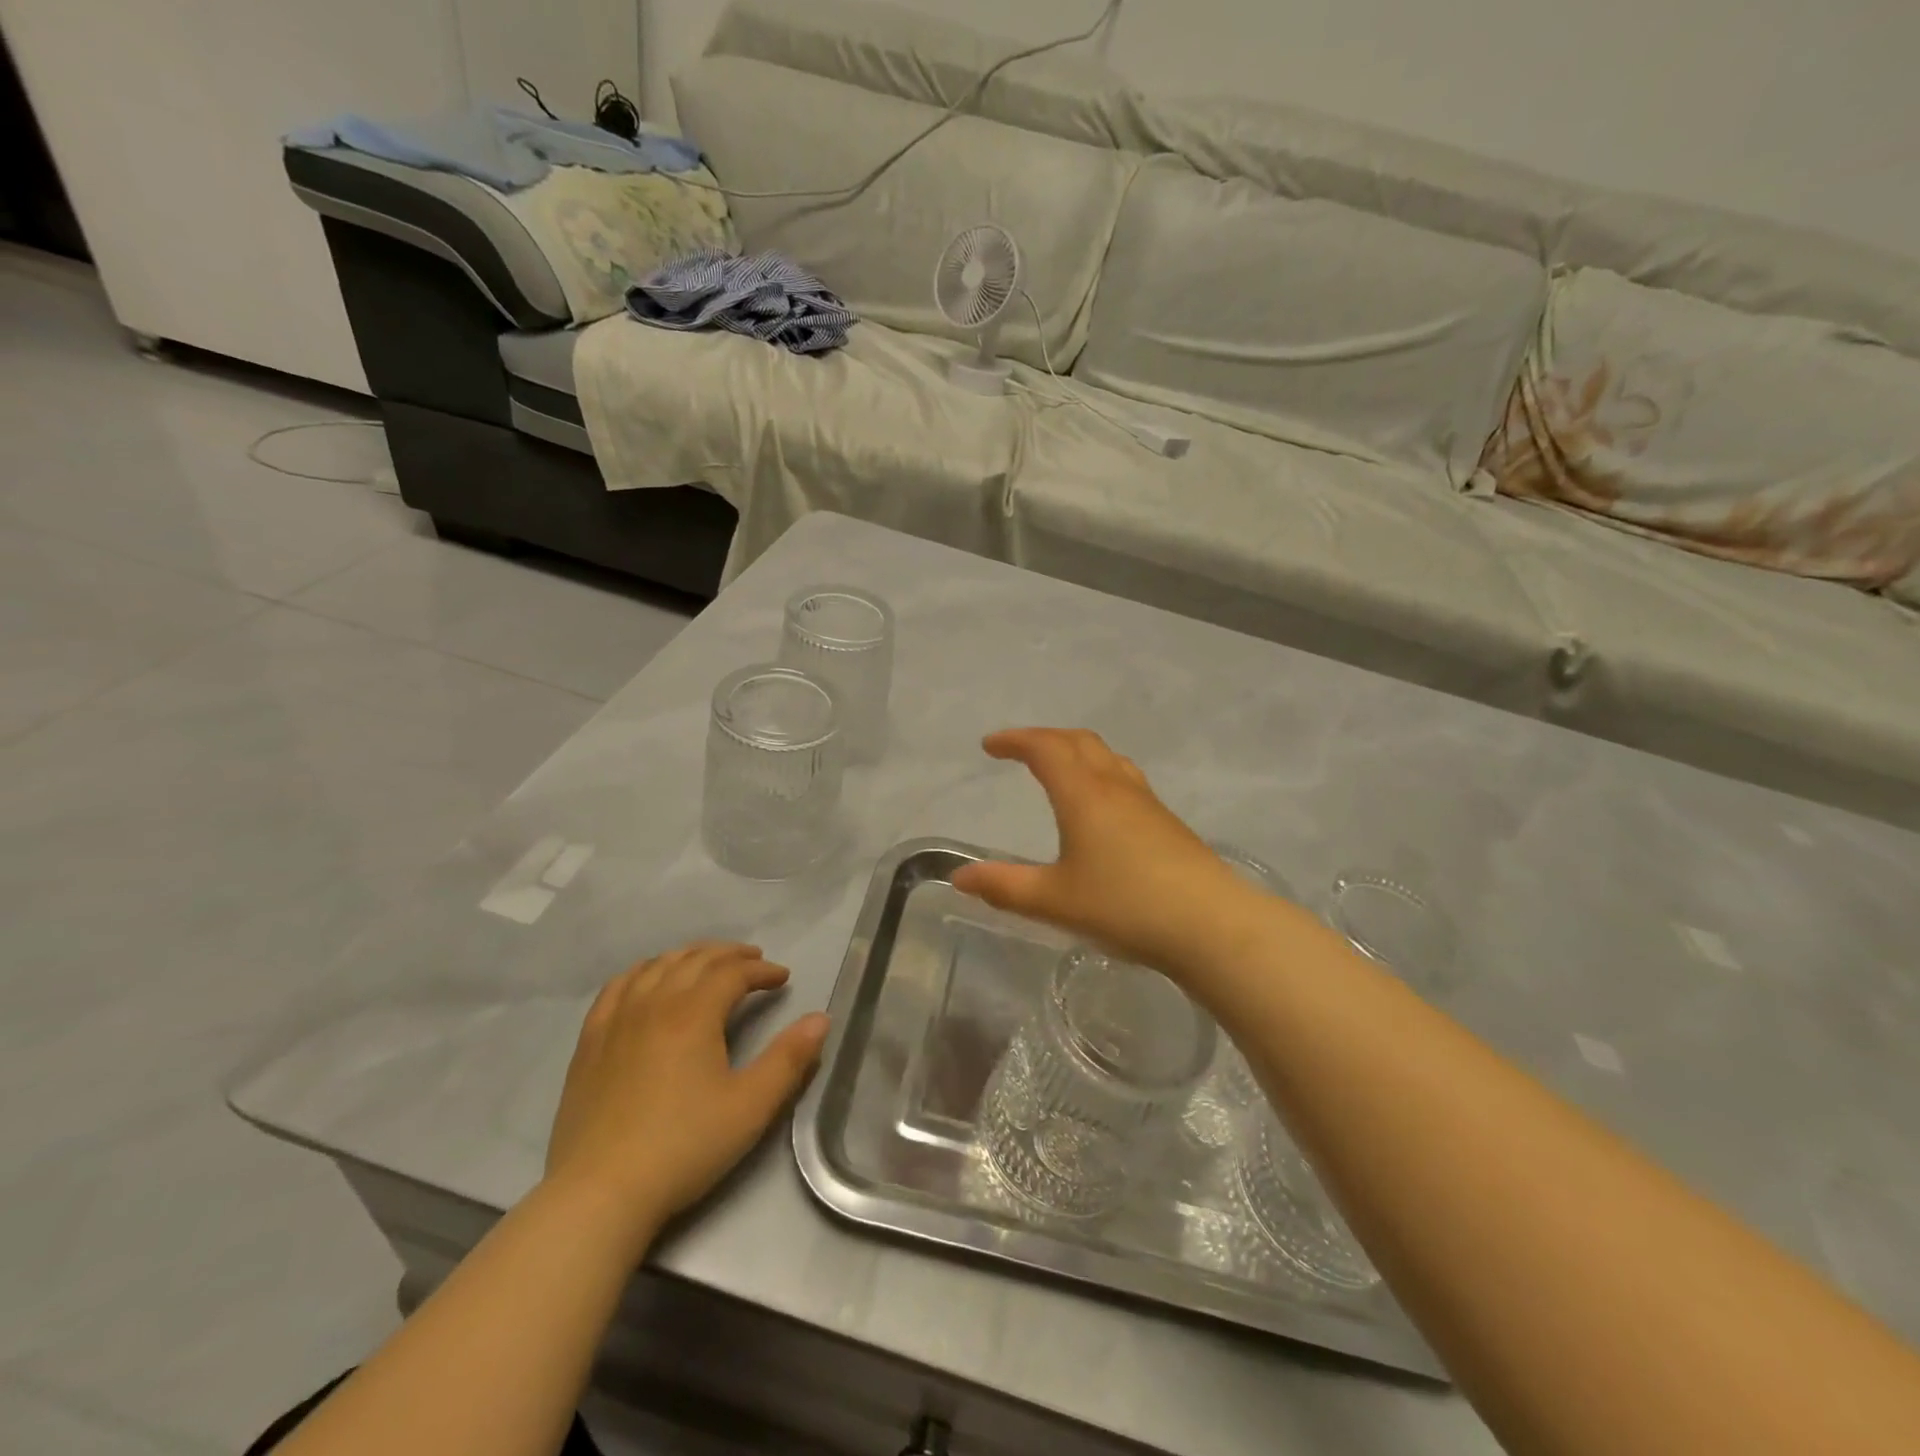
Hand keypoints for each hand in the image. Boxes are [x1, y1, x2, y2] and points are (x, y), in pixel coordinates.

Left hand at [543, 942, 829, 1240]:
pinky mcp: (589, 1043)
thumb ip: (789, 1059)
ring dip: (689, 956)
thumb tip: (821, 1019)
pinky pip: (617, 987)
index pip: (733, 972)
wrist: (599, 1194)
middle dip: (730, 954)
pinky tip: (648, 979)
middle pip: (695, 959)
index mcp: (694, 1013)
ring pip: (657, 966)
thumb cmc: (683, 1147)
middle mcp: (654, 1003)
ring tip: (708, 963)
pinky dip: (642, 972)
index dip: (762, 970)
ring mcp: (616, 1020)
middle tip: (754, 960)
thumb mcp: (751, 1106)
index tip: (783, 979)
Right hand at [951, 728, 1265, 977]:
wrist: (1211, 925)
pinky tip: (1101, 808)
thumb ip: (1004, 887)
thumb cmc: (1125, 906)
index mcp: (1084, 795)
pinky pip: (1125, 779)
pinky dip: (1099, 773)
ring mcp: (1147, 803)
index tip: (990, 745)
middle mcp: (1116, 787)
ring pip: (1107, 757)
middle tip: (1020, 751)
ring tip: (1059, 769)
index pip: (1045, 748)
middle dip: (1045, 738)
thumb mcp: (1054, 901)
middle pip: (1079, 741)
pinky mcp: (1167, 823)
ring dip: (1076, 751)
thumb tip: (959, 877)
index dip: (1015, 740)